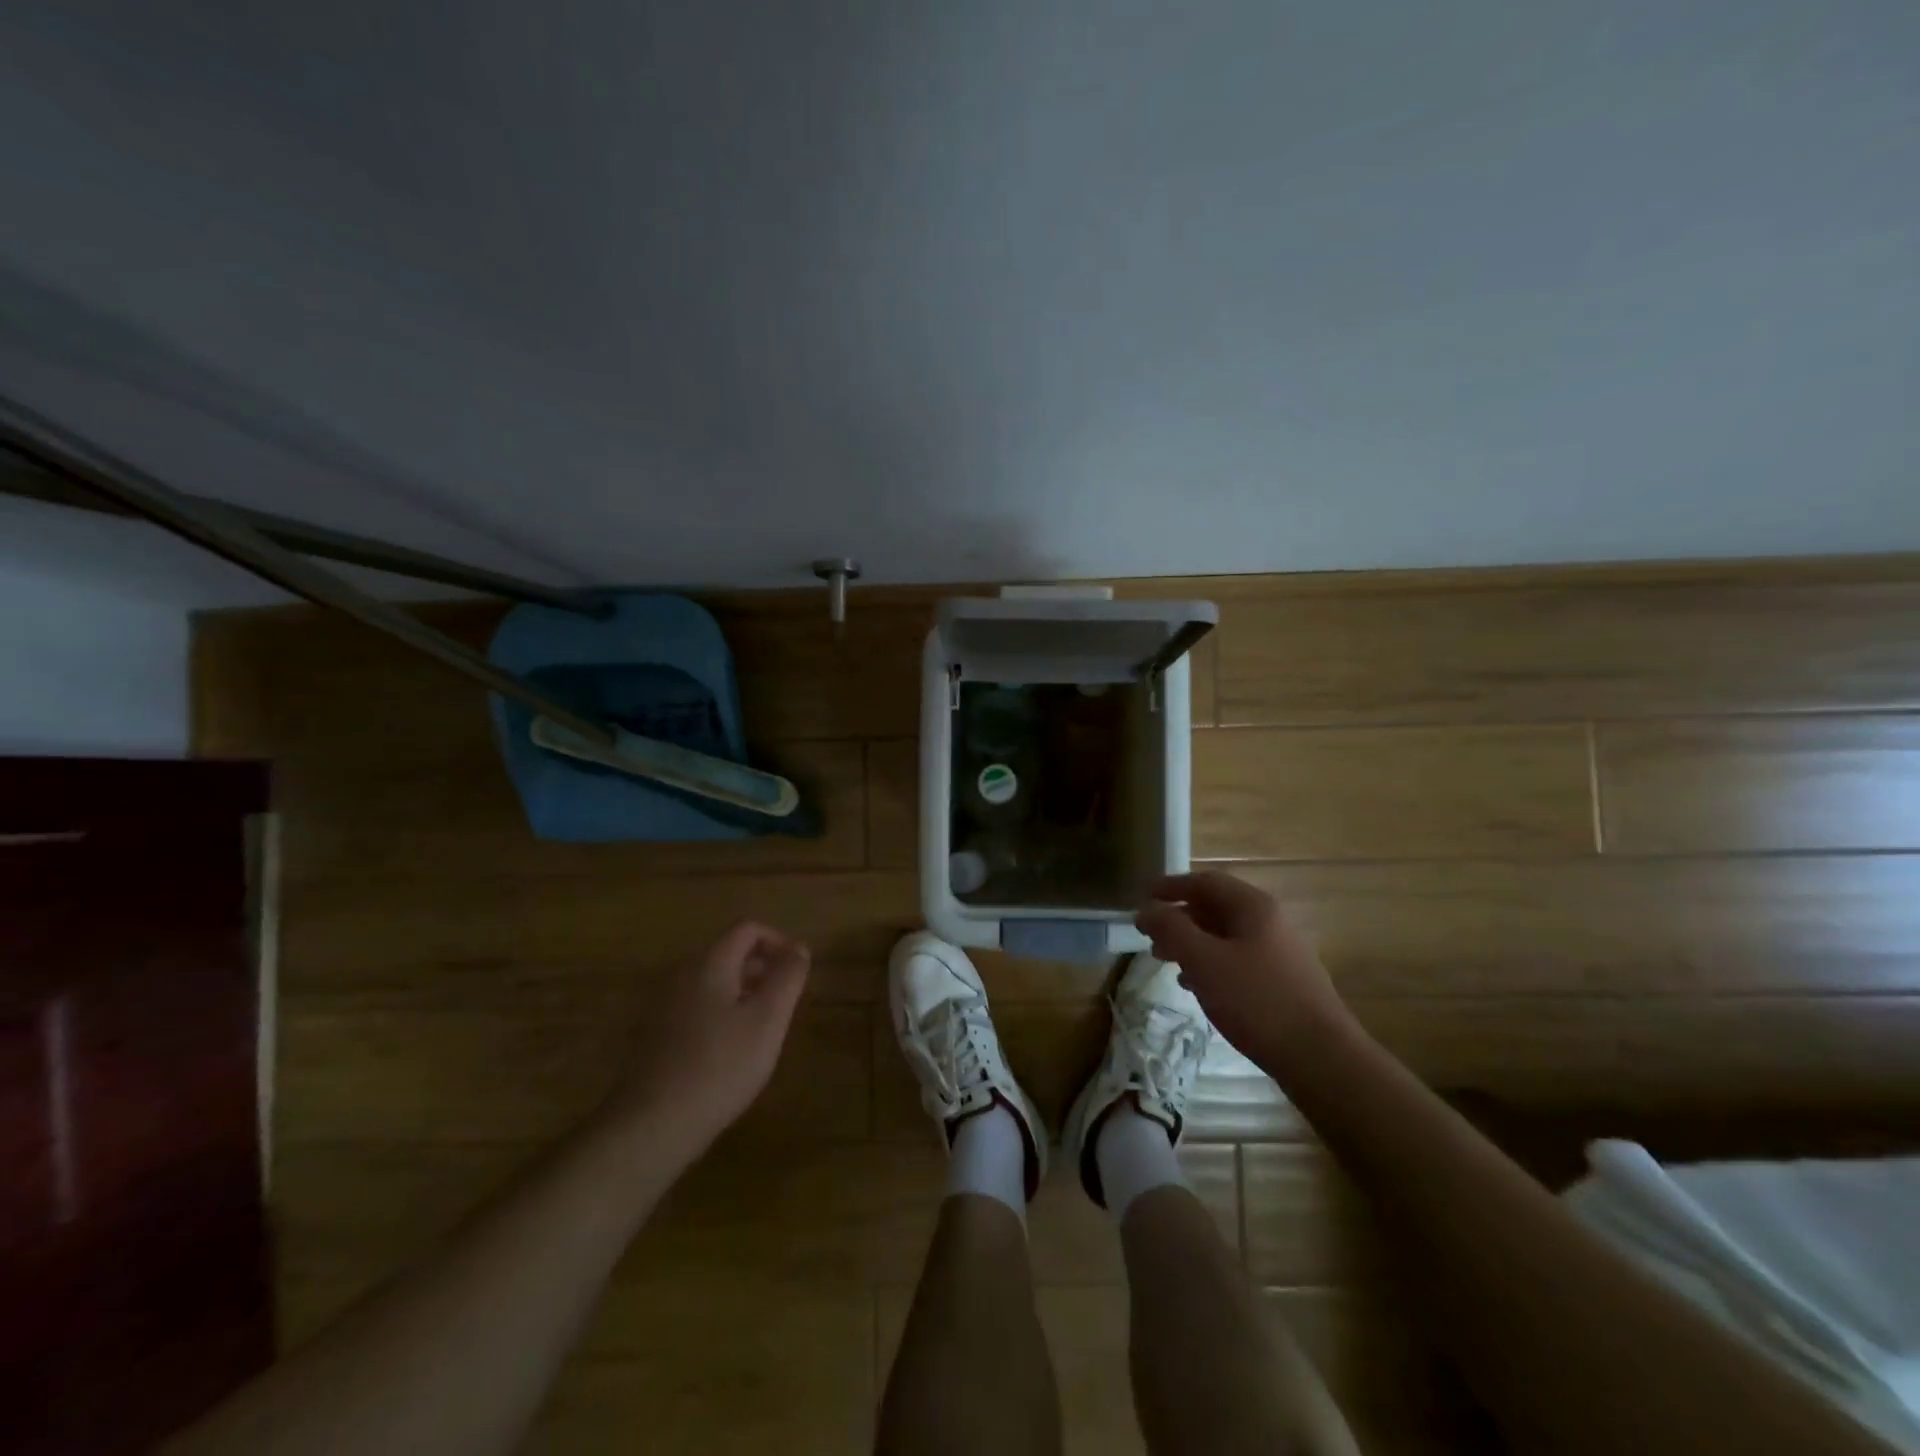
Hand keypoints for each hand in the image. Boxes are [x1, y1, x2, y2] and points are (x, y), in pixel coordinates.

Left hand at [608, 922, 810, 1156]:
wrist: (652, 1126)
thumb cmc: (720, 1066)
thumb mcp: (768, 1019)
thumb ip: (787, 978)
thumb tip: (799, 947)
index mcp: (710, 964)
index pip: (747, 929)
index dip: (778, 942)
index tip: (796, 973)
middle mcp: (683, 976)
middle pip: (729, 953)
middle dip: (762, 969)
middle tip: (784, 1003)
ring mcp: (665, 1007)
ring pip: (714, 983)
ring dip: (744, 994)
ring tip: (763, 1029)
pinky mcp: (657, 1037)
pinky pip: (698, 1008)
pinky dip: (722, 1015)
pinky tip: (731, 1053)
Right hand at [1135, 872, 1349, 1070]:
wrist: (1321, 1058)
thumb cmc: (1257, 1001)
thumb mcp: (1204, 961)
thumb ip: (1171, 929)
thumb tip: (1147, 909)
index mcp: (1254, 907)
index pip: (1205, 882)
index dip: (1171, 886)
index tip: (1142, 899)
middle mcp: (1270, 922)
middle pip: (1216, 907)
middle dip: (1179, 919)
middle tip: (1150, 937)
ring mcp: (1280, 953)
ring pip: (1226, 936)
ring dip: (1192, 943)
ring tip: (1167, 963)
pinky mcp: (1283, 982)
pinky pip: (1238, 960)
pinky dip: (1211, 964)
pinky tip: (1197, 987)